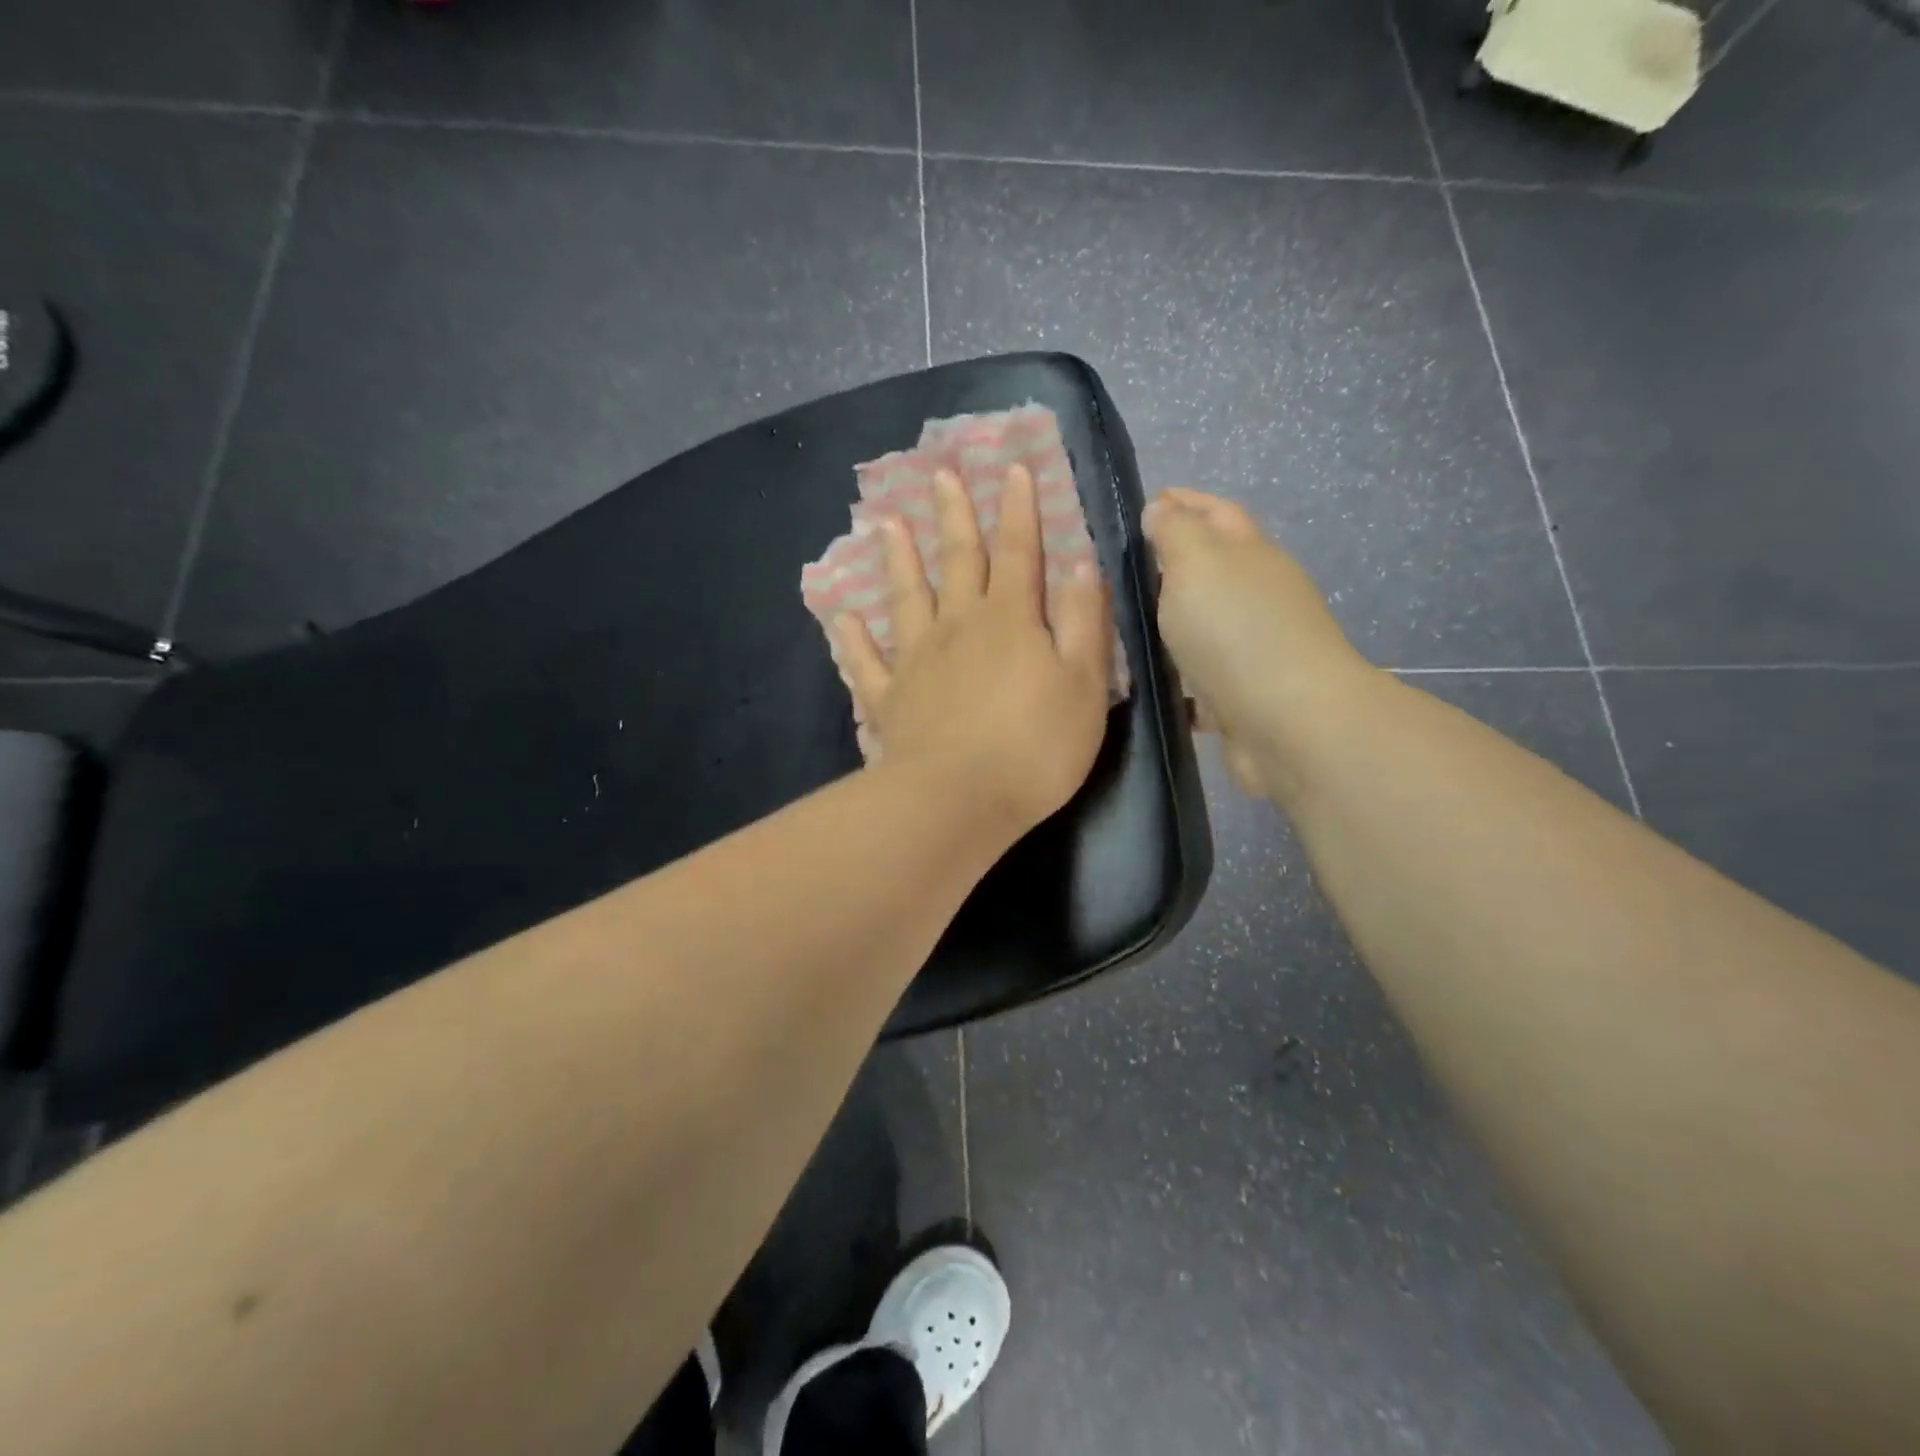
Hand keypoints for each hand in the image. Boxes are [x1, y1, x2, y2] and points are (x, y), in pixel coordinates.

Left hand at [833, 464, 1113, 836]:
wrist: (958, 800)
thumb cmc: (1034, 747)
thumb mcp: (1084, 684)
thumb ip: (1083, 622)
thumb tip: (1080, 563)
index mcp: (1010, 620)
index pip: (1018, 551)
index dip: (1018, 509)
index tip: (1011, 468)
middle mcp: (958, 626)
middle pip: (957, 561)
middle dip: (953, 516)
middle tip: (939, 475)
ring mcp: (916, 661)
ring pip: (906, 598)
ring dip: (899, 560)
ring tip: (886, 524)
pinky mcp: (889, 699)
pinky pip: (866, 662)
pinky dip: (852, 639)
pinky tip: (843, 617)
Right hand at [1143, 488, 1370, 800]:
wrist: (1287, 723)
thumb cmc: (1236, 631)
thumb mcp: (1197, 564)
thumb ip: (1176, 533)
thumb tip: (1163, 508)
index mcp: (1251, 555)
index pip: (1216, 514)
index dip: (1184, 503)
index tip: (1148, 501)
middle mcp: (1258, 596)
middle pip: (1215, 568)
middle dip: (1175, 561)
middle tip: (1124, 566)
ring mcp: (1254, 648)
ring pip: (1206, 623)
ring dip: (1173, 619)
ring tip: (1124, 623)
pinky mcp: (1242, 695)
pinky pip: (1200, 674)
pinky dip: (1177, 671)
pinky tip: (1146, 678)